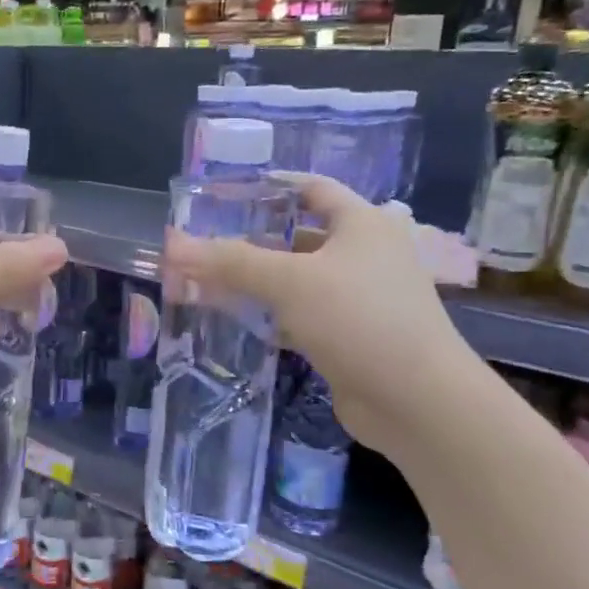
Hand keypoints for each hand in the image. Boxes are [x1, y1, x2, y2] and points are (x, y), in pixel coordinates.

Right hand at [163, 174, 478, 456]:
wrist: (418, 402)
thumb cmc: (359, 319)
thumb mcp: (290, 282)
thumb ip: (230, 262)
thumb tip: (171, 244)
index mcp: (362, 224)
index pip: (311, 188)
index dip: (268, 186)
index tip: (222, 194)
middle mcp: (364, 254)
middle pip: (298, 235)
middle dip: (250, 239)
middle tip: (202, 243)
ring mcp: (358, 298)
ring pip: (297, 279)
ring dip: (256, 280)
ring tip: (206, 280)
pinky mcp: (349, 336)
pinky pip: (300, 314)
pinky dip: (270, 314)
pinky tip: (235, 319)